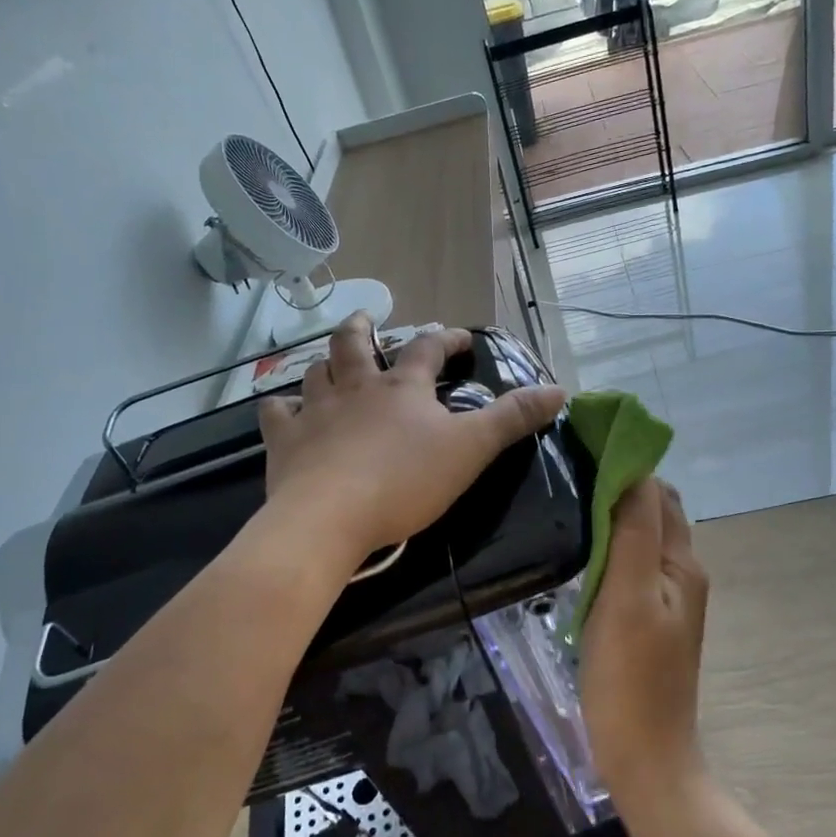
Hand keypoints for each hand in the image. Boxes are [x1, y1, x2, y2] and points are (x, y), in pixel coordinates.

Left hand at [257, 315, 565, 566]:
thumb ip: (513, 419)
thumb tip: (559, 389)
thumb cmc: (405, 481)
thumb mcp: (471, 450)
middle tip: (365, 319)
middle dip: (361, 328)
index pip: (428, 349)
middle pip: (353, 344)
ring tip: (328, 363)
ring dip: (323, 363)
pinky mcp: (285, 441)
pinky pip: (276, 413)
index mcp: (402, 388)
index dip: (446, 338)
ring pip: (315, 372)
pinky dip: (280, 407)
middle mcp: (356, 388)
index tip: (460, 336)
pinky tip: (282, 410)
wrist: (331, 517)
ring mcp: (316, 411)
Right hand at [579, 479, 710, 809]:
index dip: (624, 466)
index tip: (580, 451)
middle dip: (618, 487)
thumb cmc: (630, 676)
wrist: (644, 759)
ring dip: (611, 517)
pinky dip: (609, 549)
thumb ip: (634, 530)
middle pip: (653, 512)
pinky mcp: (647, 622)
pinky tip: (580, 555)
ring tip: (568, 507)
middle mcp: (681, 574)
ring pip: (640, 539)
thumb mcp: (628, 595)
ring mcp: (666, 601)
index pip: (656, 491)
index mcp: (682, 562)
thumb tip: (633, 468)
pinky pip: (630, 567)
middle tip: (568, 477)